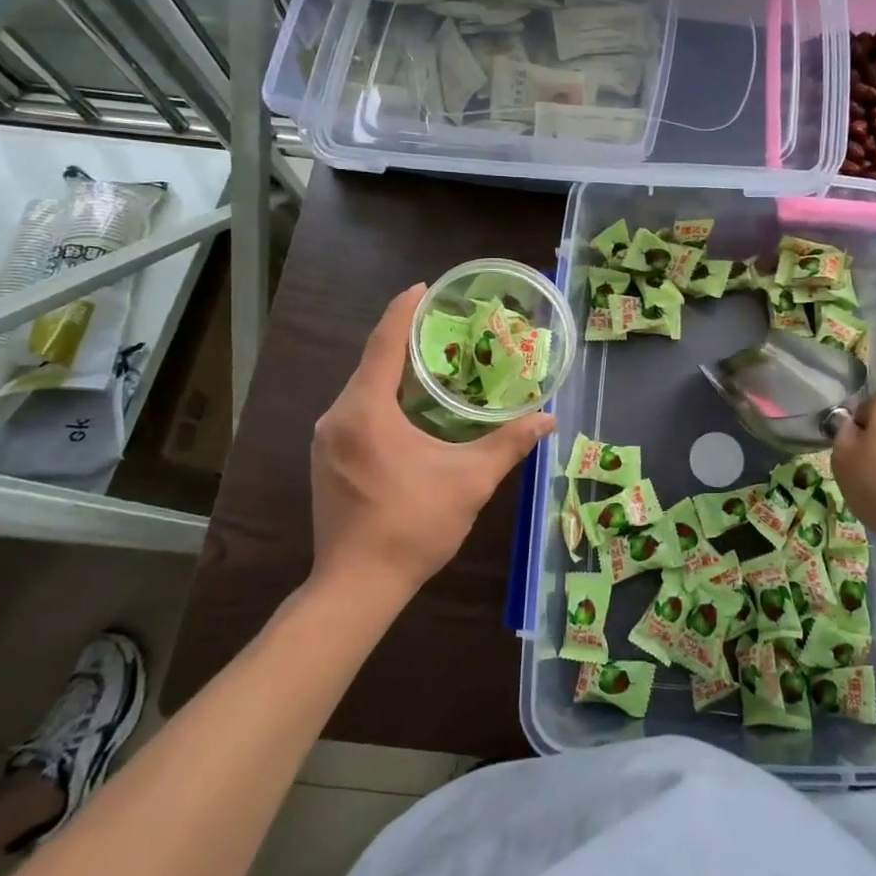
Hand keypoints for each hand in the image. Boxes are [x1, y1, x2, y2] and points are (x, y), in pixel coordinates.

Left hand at [308, 284, 554, 595]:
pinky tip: (411, 408)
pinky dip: (383, 398)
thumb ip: (509, 443)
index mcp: (366, 411)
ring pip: (363, 389)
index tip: (424, 288)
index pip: (383, 344)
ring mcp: (326, 439)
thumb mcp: (470, 481)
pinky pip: (356, 411)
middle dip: (405, 341)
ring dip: (395, 372)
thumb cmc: (413, 526)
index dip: (403, 311)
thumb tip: (548, 418)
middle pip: (371, 363)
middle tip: (446, 329)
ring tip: (436, 363)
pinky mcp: (326, 459)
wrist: (357, 587)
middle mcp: (338, 417)